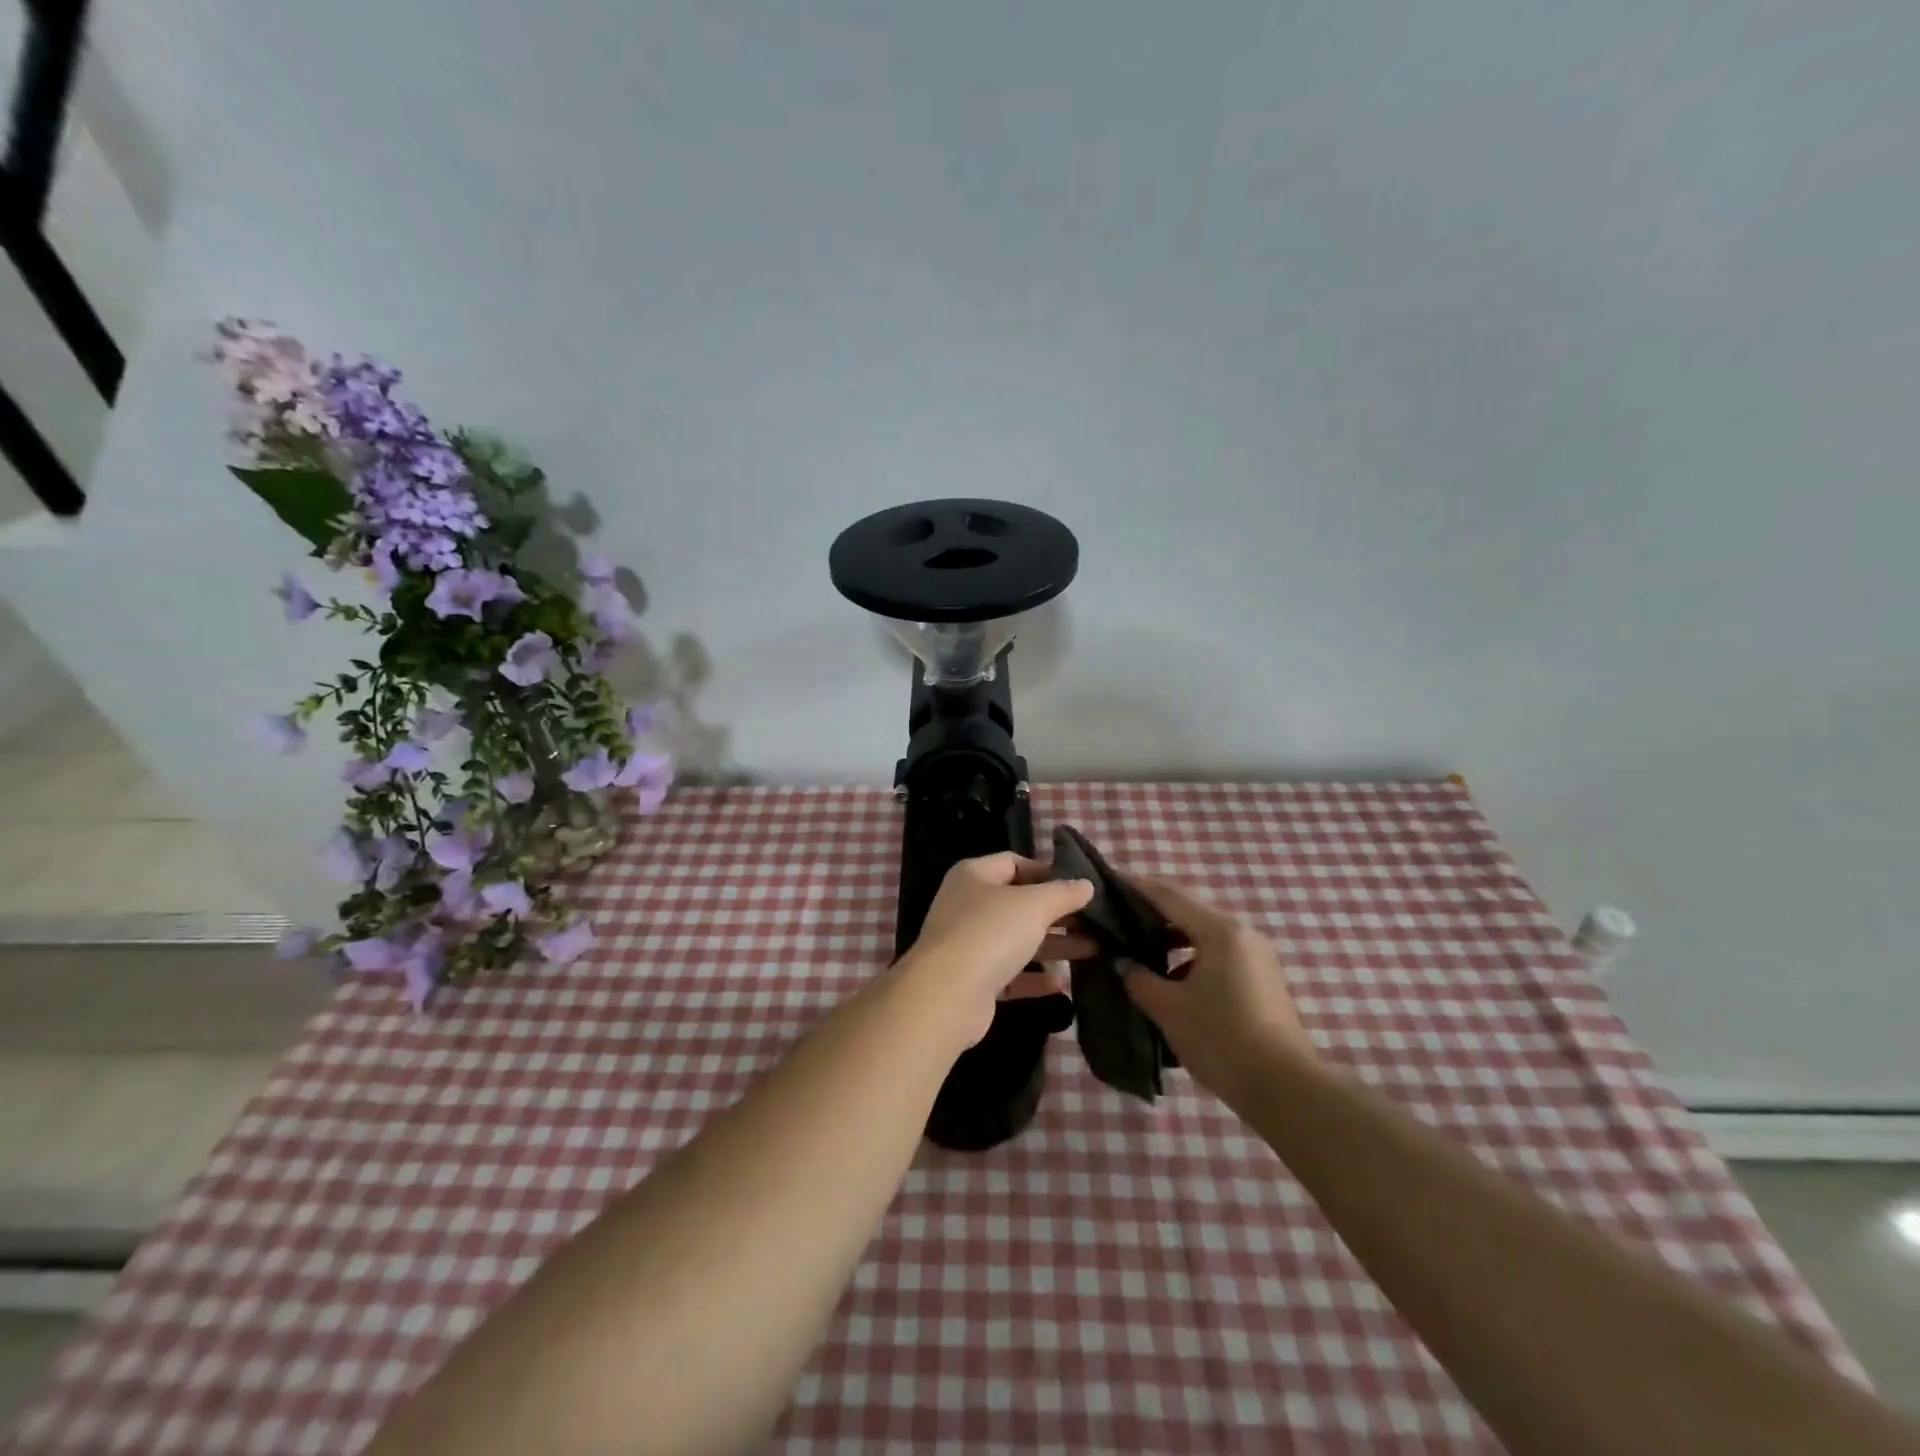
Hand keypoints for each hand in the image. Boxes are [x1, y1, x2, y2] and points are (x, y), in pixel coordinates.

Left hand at [901, 853, 1095, 1046]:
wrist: (947, 995)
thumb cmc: (990, 933)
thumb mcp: (1034, 905)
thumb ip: (1063, 893)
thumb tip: (1086, 885)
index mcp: (974, 876)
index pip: (1013, 862)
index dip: (1047, 871)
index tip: (1079, 886)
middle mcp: (967, 905)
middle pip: (1018, 903)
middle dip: (1057, 912)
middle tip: (1094, 921)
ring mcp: (968, 944)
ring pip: (1017, 939)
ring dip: (1053, 945)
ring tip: (1093, 950)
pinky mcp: (973, 981)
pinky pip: (1010, 974)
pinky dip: (1034, 978)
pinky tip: (1062, 984)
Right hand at [1120, 877, 1315, 1097]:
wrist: (1286, 1091)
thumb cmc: (1222, 1039)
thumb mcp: (1169, 1008)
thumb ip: (1139, 978)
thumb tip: (1122, 962)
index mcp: (1220, 930)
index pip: (1169, 896)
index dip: (1136, 888)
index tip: (1107, 885)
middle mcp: (1242, 934)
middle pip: (1188, 914)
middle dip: (1151, 918)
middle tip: (1116, 925)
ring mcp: (1257, 958)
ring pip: (1203, 938)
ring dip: (1171, 943)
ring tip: (1137, 956)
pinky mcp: (1262, 982)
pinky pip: (1218, 958)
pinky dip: (1190, 962)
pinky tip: (1169, 984)